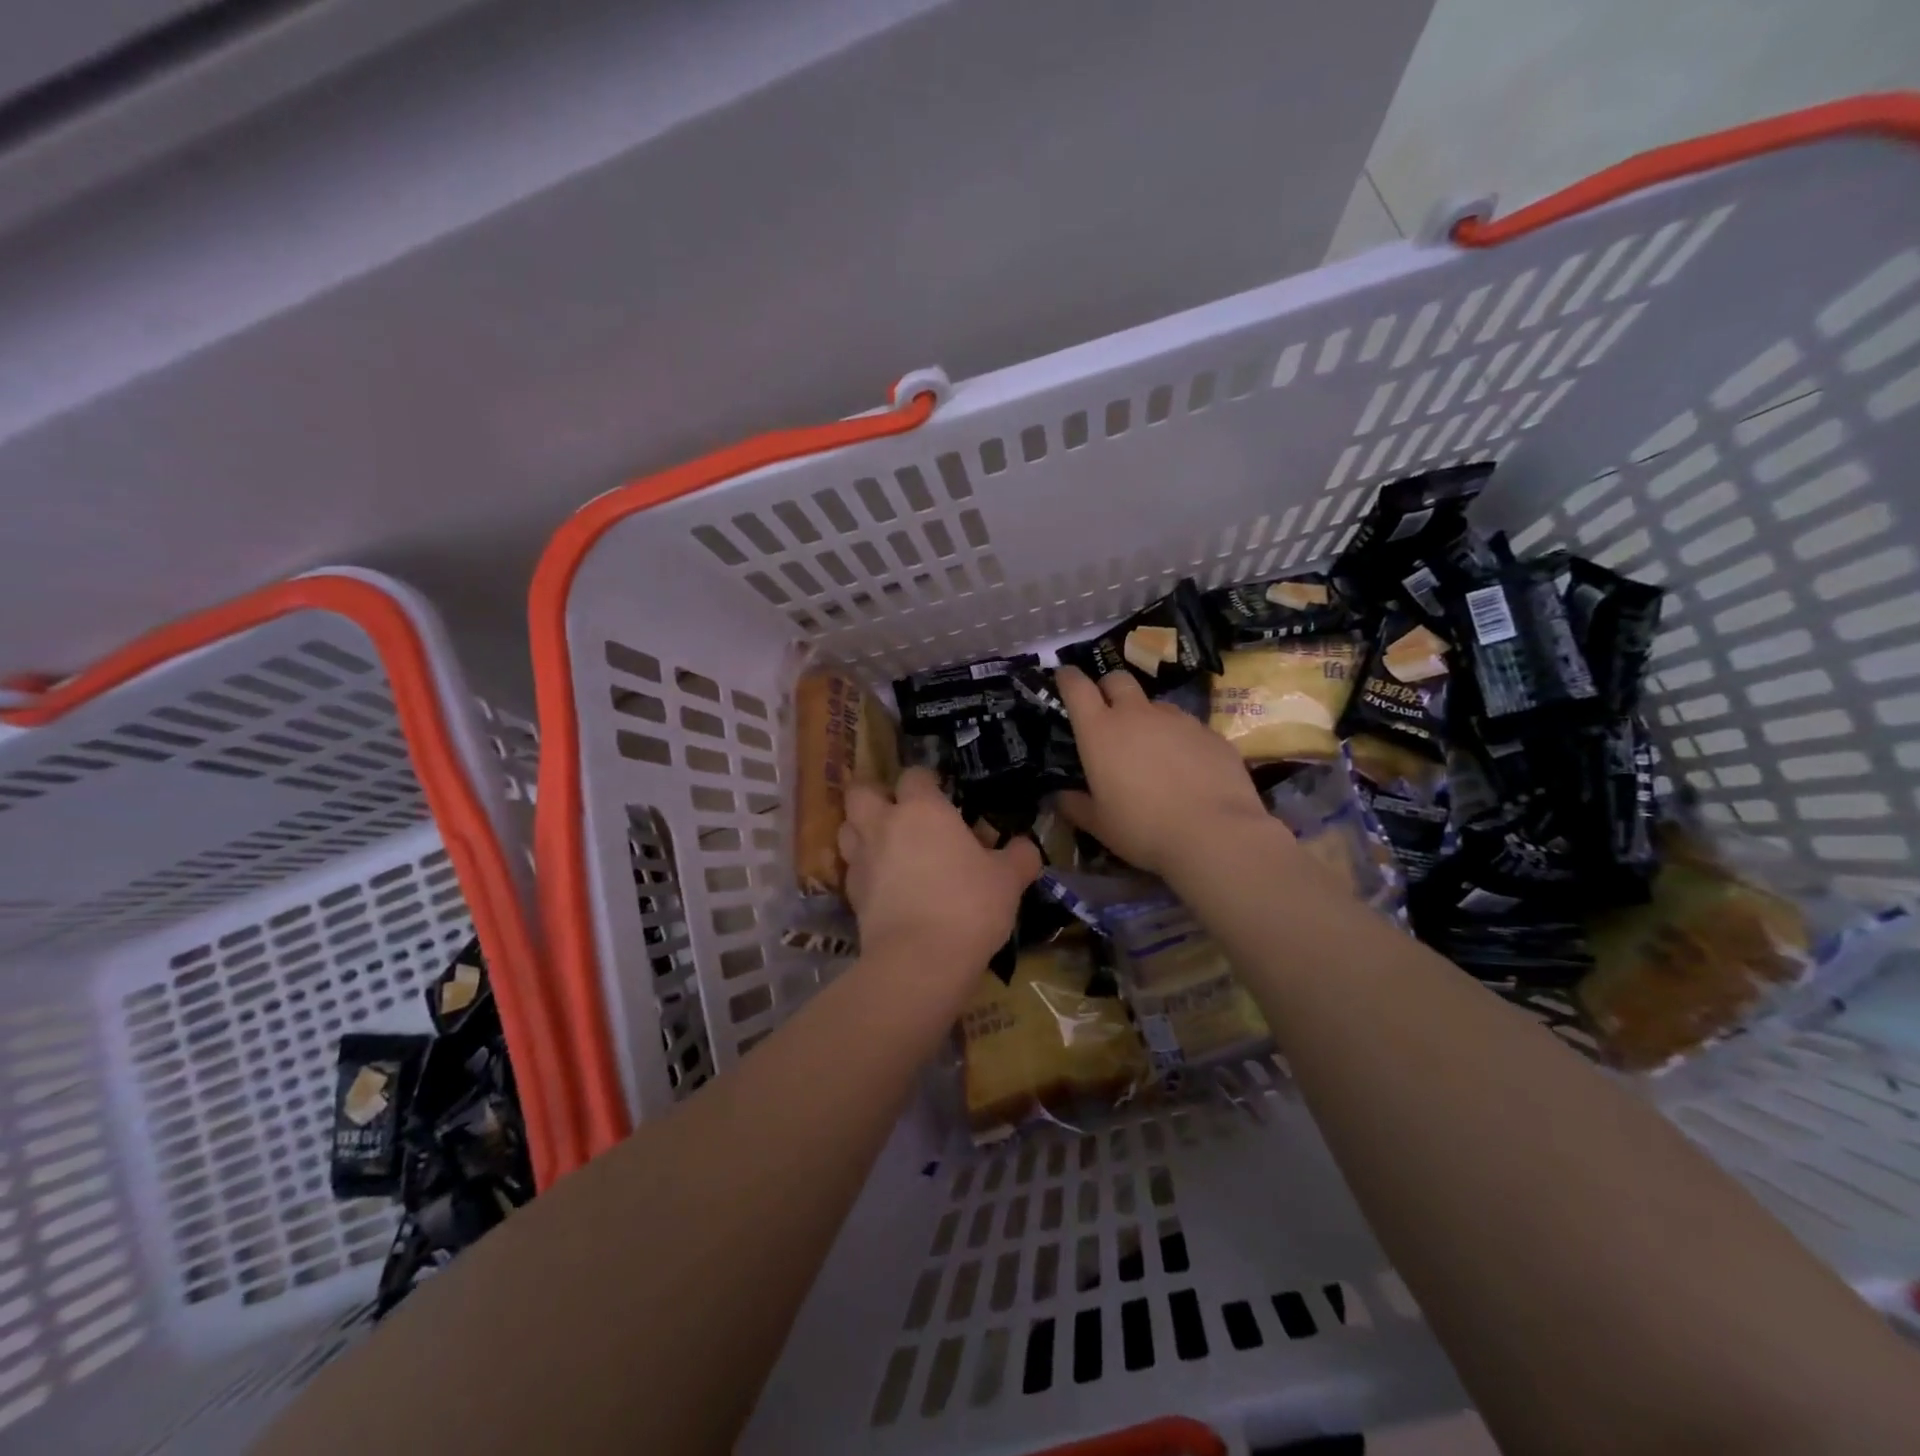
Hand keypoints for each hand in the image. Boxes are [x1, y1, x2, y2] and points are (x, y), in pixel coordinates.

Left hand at [839, 767, 1040, 982]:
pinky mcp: (851, 894)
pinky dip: (861, 868)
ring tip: (884, 844)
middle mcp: (884, 825)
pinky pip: (849, 868)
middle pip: (861, 792)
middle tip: (899, 812)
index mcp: (922, 809)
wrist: (919, 960)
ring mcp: (861, 859)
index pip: (914, 775)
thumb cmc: (968, 906)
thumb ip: (1019, 856)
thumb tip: (1025, 847)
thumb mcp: (1008, 880)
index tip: (940, 792)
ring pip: (846, 828)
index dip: (926, 780)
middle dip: (875, 796)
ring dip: (860, 829)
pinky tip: (881, 883)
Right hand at [1055, 665, 1274, 877]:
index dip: (1068, 678)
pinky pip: (1187, 727)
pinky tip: (1186, 769)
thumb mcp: (1099, 825)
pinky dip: (1179, 739)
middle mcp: (1137, 714)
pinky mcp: (1210, 732)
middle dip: (1109, 687)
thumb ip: (1075, 805)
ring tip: (1152, 749)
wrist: (1215, 833)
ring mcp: (1178, 719)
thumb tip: (1061, 796)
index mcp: (1100, 731)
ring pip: (1155, 704)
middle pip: (1118, 679)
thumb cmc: (1143, 828)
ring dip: (1147, 717)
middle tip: (1108, 711)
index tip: (1065, 677)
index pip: (1077, 687)